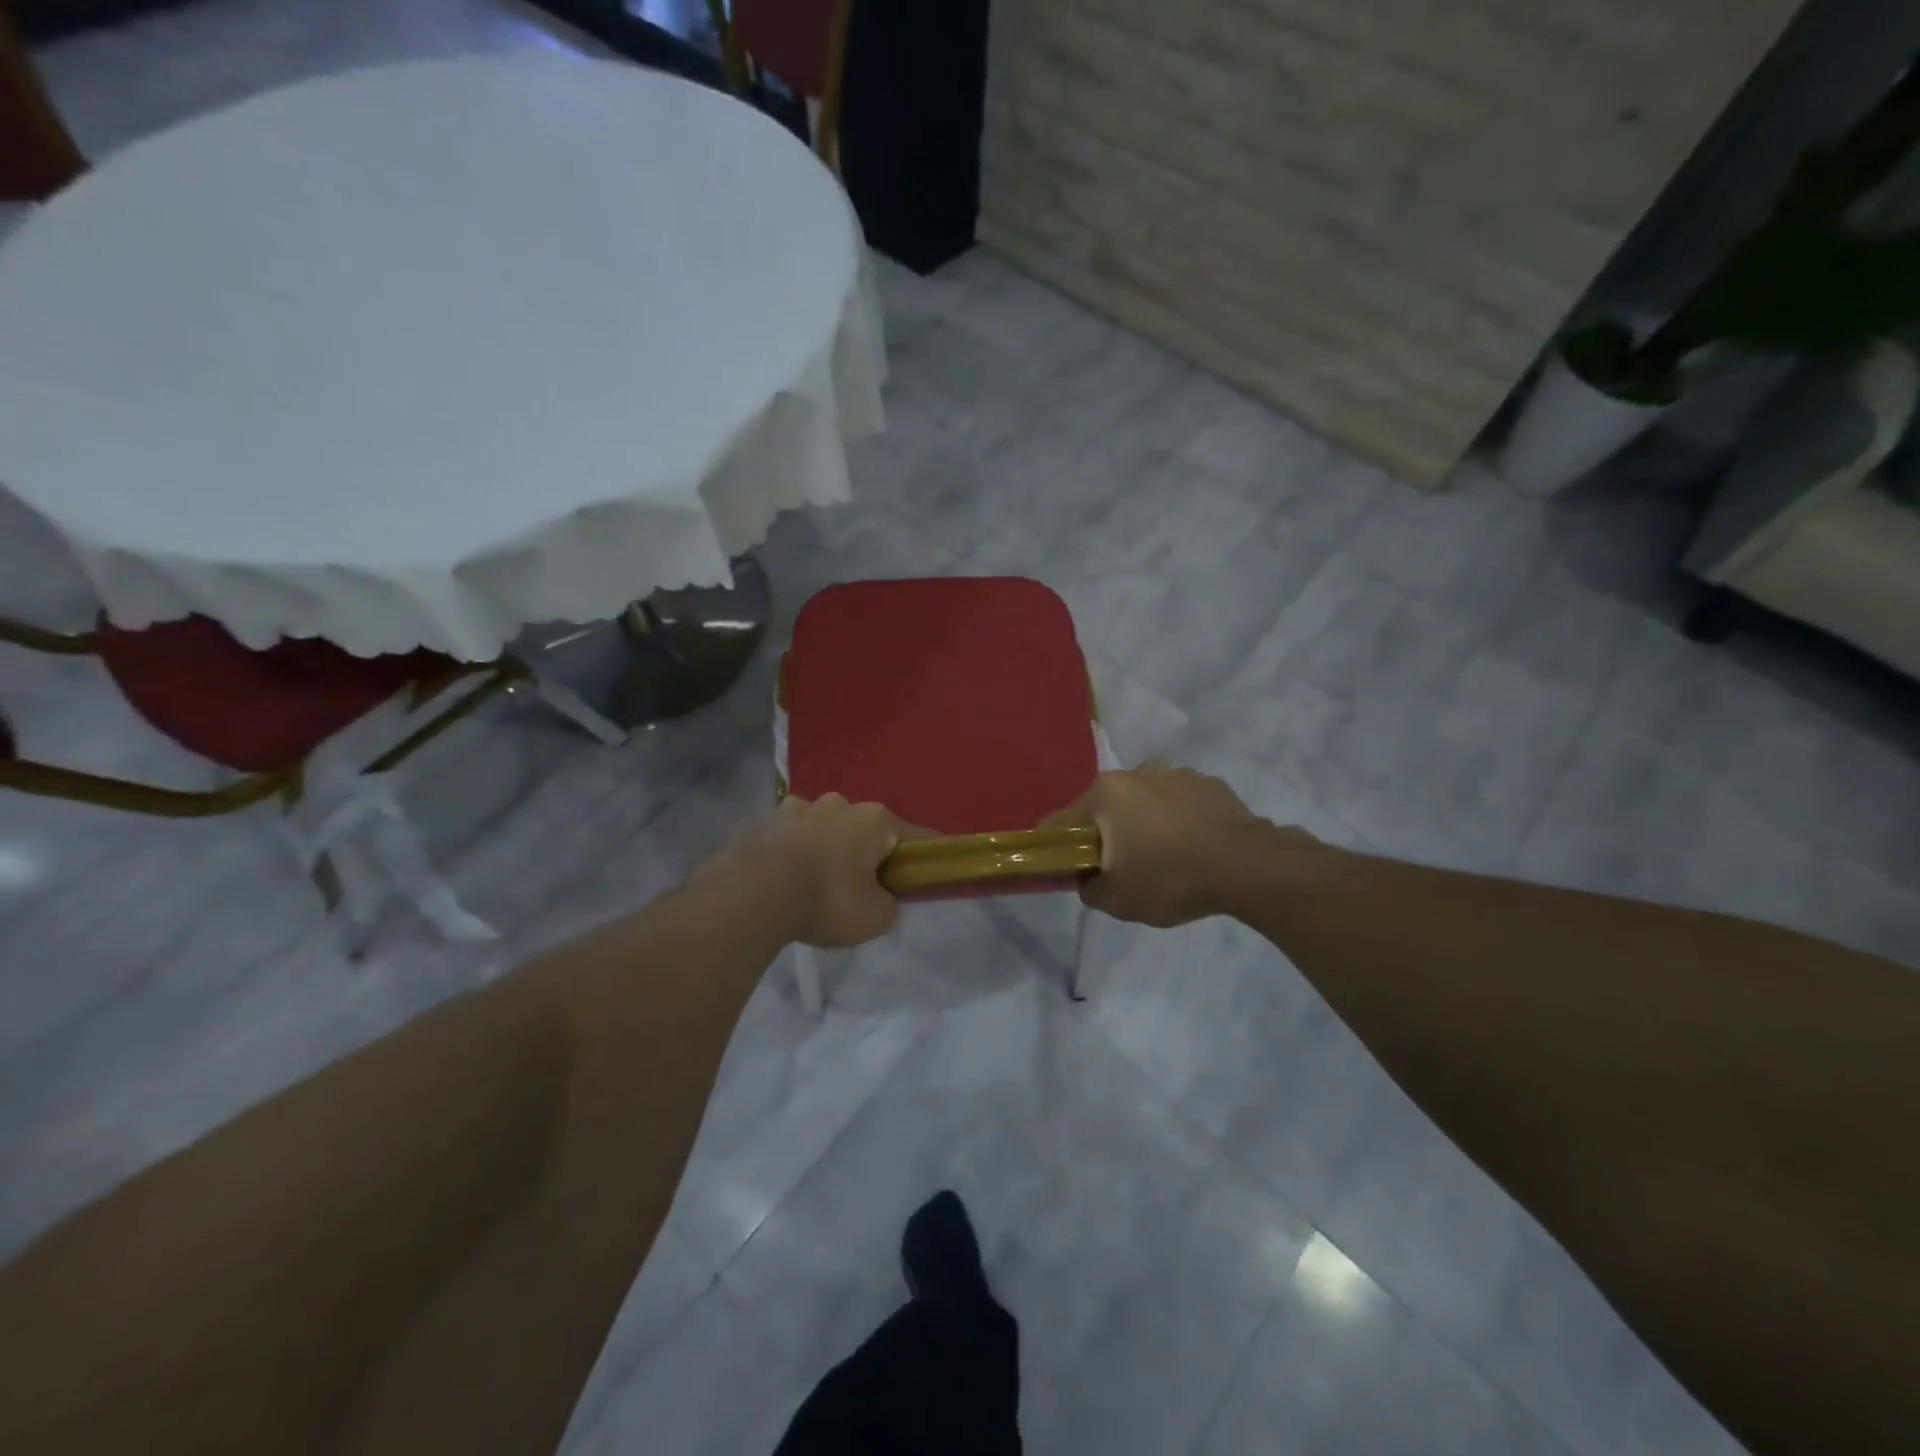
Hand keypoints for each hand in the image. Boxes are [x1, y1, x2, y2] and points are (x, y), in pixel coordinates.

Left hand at [741, 794, 910, 947]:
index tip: (930, 871)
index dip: (927, 855)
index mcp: (876, 820)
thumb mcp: (876, 917)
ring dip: (830, 846)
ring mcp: (801, 807)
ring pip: (827, 826)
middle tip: (865, 885)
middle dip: (869, 851)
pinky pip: (793, 834)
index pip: (917, 836)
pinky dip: (796, 849)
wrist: (756, 895)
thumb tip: (882, 898)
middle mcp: (842, 803)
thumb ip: (889, 904)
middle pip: (867, 828)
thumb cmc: (828, 900)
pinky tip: (789, 875)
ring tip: (820, 880)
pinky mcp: (768, 820)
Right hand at [1043, 763, 1273, 927]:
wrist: (1248, 867)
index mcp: (1106, 793)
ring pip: (1146, 802)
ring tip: (1168, 858)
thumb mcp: (1117, 899)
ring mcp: (1178, 774)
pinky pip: (1182, 804)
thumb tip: (1089, 878)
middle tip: (1123, 868)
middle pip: (1107, 807)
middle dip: (1109, 833)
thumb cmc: (1170, 878)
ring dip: (1147, 824)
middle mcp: (1137, 772)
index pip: (1061, 821)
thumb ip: (1089, 888)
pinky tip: (1196, 849)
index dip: (1058, 847)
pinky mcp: (1212, 784)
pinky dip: (1181, 821)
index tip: (1070, 868)